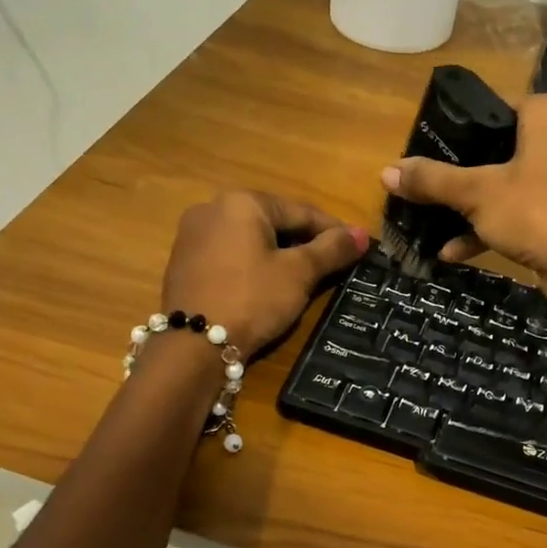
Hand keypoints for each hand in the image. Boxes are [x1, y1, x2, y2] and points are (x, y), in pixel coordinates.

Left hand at [162, 193, 367, 352]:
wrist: (194, 345)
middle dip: (305, 241)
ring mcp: (192, 235)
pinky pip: (231, 255)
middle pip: (274, 222)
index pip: (300, 211)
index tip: (358, 247)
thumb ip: (332, 250)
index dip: (334, 230)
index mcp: (242, 202)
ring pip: (251, 239)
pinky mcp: (184, 262)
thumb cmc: (253, 298)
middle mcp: (212, 208)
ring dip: (280, 253)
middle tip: (334, 264)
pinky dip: (254, 264)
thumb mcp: (299, 274)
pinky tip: (269, 285)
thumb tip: (362, 235)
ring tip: (306, 277)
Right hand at [380, 93, 546, 314]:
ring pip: (513, 185)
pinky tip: (455, 251)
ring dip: (475, 207)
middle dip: (465, 172)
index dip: (465, 125)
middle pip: (503, 148)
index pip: (499, 106)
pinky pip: (526, 212)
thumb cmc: (537, 213)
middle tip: (432, 184)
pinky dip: (495, 227)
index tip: (435, 147)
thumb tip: (386, 171)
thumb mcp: (476, 194)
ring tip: (435, 222)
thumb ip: (432, 180)